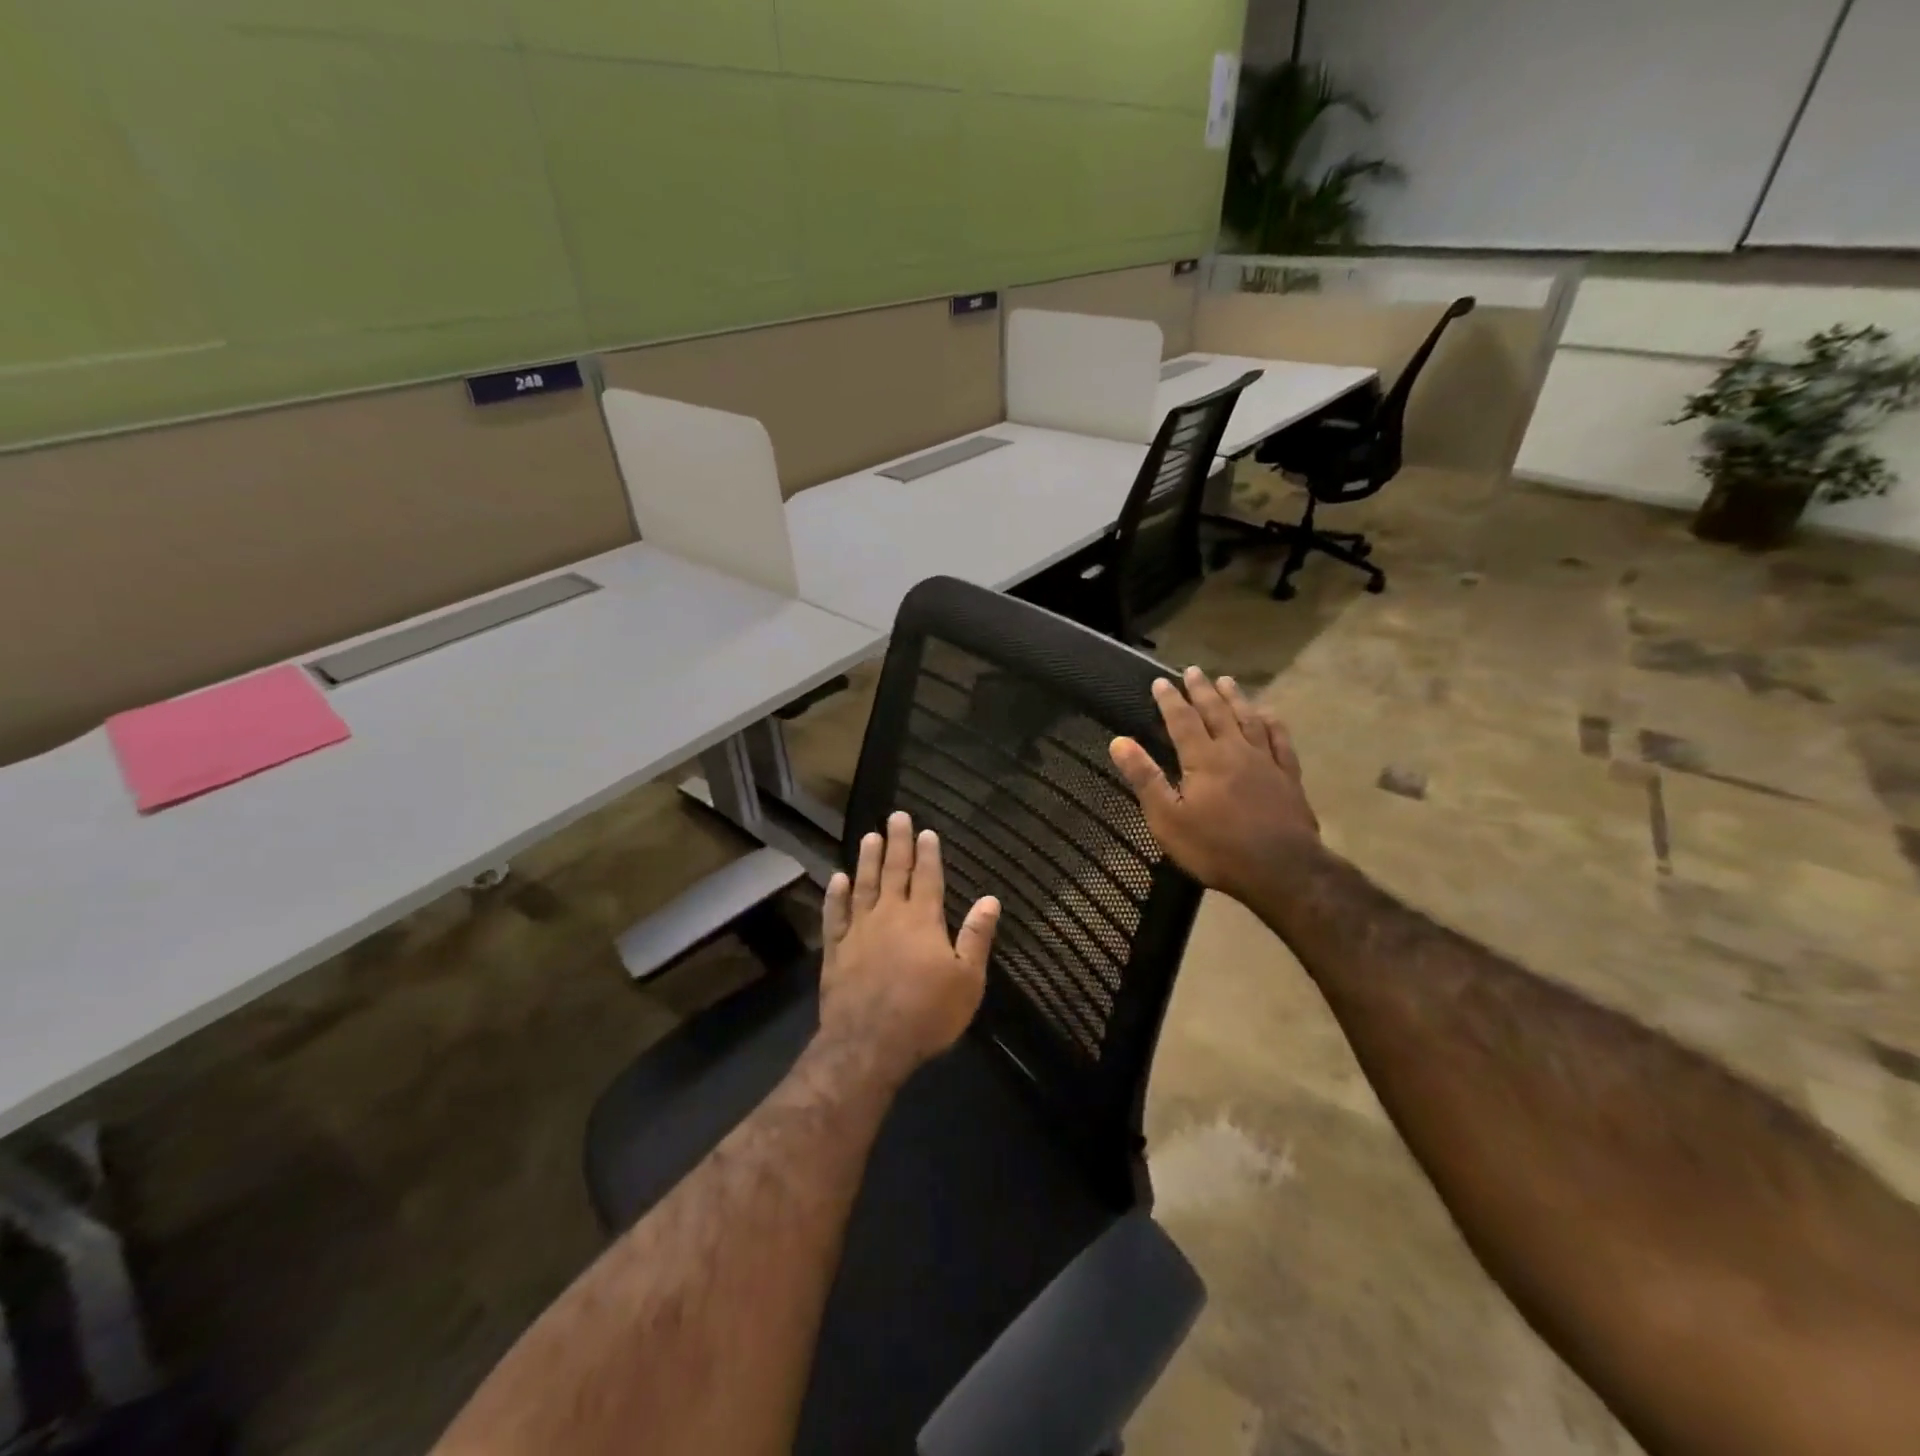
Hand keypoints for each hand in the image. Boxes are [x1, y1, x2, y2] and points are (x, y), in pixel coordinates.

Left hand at [819, 811, 1000, 1077]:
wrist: (869, 1044)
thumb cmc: (927, 1013)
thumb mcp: (967, 980)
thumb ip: (976, 936)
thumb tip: (991, 899)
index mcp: (923, 920)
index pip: (927, 877)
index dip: (927, 853)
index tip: (926, 831)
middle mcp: (889, 916)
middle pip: (894, 872)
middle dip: (897, 843)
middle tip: (895, 816)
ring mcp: (858, 931)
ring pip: (863, 886)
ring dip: (867, 860)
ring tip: (869, 837)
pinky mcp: (836, 950)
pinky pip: (834, 916)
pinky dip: (835, 896)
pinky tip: (837, 879)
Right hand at [1109, 666, 1318, 902]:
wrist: (1282, 870)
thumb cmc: (1216, 848)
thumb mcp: (1167, 819)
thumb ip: (1145, 778)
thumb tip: (1119, 741)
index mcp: (1203, 759)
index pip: (1182, 720)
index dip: (1170, 700)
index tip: (1160, 681)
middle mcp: (1235, 750)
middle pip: (1217, 711)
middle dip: (1202, 690)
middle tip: (1193, 670)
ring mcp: (1266, 761)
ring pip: (1248, 719)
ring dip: (1235, 698)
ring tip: (1226, 680)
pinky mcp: (1288, 776)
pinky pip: (1280, 739)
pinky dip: (1271, 722)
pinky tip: (1268, 714)